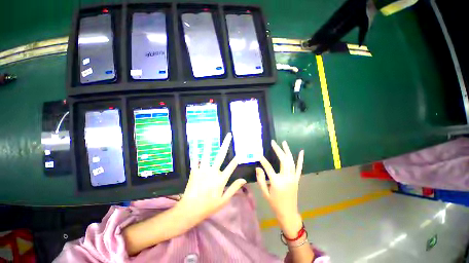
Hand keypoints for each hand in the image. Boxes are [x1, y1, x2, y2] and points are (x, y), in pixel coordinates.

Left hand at [178, 133, 246, 221]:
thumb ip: (234, 188)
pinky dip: (195, 151)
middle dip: (226, 144)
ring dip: (209, 144)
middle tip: (229, 135)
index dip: (236, 158)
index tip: (240, 151)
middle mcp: (213, 172)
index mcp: (221, 179)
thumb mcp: (224, 200)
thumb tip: (243, 180)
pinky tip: (195, 143)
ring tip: (210, 135)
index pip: (232, 166)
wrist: (190, 210)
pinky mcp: (194, 171)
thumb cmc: (208, 206)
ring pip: (207, 154)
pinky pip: (195, 159)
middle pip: (221, 155)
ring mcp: (203, 170)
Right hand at [256, 140, 303, 237]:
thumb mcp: (265, 193)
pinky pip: (299, 167)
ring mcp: (293, 178)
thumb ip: (260, 179)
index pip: (268, 167)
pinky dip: (300, 159)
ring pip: (291, 161)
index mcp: (277, 182)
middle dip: (278, 150)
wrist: (288, 213)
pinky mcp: (297, 179)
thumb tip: (258, 167)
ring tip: (284, 142)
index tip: (258, 153)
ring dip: (287, 151)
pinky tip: (301, 151)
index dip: (262, 160)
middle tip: (273, 142)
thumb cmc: (275, 204)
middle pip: (283, 160)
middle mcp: (286, 178)